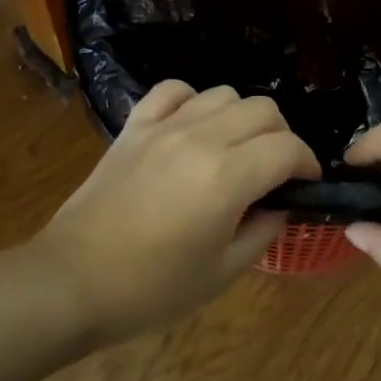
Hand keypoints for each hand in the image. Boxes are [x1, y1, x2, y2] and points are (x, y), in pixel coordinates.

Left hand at [35, 82, 320, 344]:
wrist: (73, 282)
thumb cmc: (151, 289)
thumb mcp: (222, 273)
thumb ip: (263, 231)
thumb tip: (280, 205)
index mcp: (227, 177)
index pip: (288, 148)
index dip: (307, 163)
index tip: (305, 184)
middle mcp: (200, 138)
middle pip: (263, 109)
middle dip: (281, 137)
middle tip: (274, 172)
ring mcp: (163, 127)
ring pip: (223, 94)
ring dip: (242, 118)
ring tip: (235, 150)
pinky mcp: (134, 128)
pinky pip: (172, 91)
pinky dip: (193, 102)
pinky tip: (193, 128)